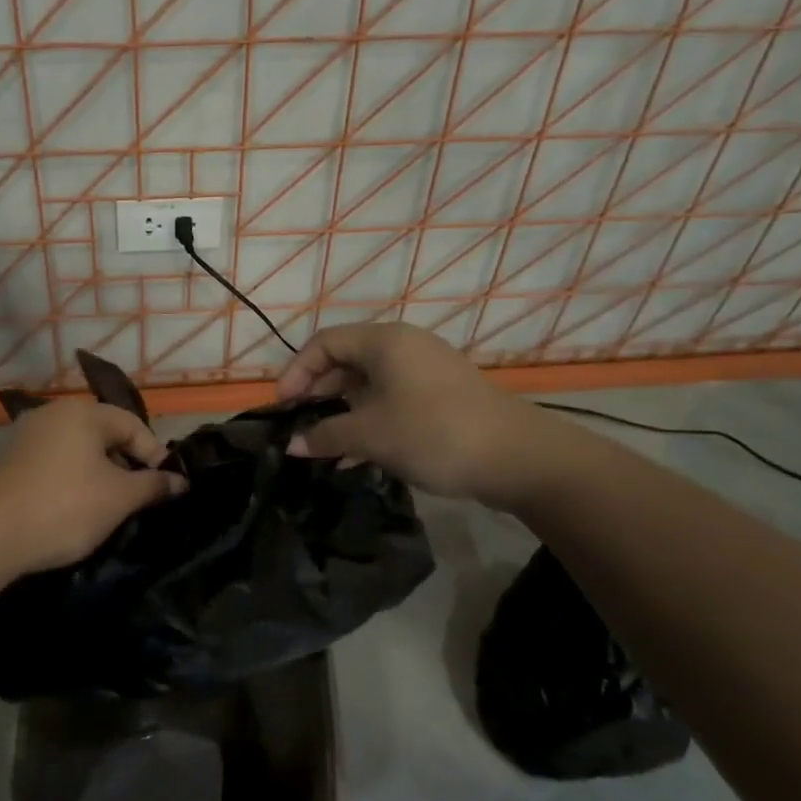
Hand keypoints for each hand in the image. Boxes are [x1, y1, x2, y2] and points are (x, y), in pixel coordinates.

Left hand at [0, 399, 185, 578]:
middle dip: (126, 463)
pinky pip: (53, 461)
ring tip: (108, 505)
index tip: (166, 487)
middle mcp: (53, 413)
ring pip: (77, 448)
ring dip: (98, 472)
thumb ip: (153, 486)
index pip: (133, 425)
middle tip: (138, 497)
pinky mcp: (8, 459)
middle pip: (103, 433)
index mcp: (83, 413)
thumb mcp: (119, 499)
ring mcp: (26, 434)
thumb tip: (179, 482)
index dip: (155, 454)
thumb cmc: (64, 507)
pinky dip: (70, 478)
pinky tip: (73, 507)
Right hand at [276, 323, 575, 508]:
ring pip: (368, 385)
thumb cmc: (434, 433)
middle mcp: (404, 347)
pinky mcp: (440, 398)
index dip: (296, 371)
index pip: (324, 343)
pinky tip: (354, 457)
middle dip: (318, 393)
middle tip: (298, 425)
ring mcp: (425, 372)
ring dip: (342, 413)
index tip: (282, 406)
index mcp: (384, 341)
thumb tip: (290, 445)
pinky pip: (391, 401)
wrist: (518, 458)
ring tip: (322, 445)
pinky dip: (368, 422)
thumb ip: (325, 435)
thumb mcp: (371, 435)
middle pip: (346, 361)